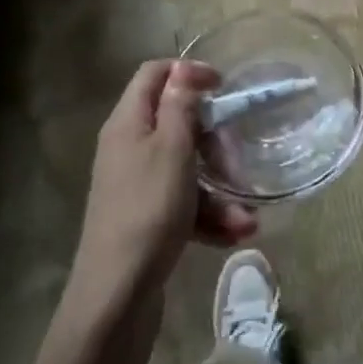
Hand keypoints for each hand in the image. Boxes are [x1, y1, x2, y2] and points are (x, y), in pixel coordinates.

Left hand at [70, 60, 257, 306]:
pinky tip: (235, 234)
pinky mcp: (146, 217)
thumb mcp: (172, 149)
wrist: (115, 295)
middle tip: (236, 157)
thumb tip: (182, 67)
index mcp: (128, 122)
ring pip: (187, 167)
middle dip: (214, 141)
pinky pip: (183, 202)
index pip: (154, 75)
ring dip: (219, 187)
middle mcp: (129, 147)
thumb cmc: (148, 210)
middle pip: (177, 122)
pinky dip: (208, 214)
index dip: (188, 72)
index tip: (223, 86)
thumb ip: (180, 105)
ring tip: (247, 217)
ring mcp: (137, 184)